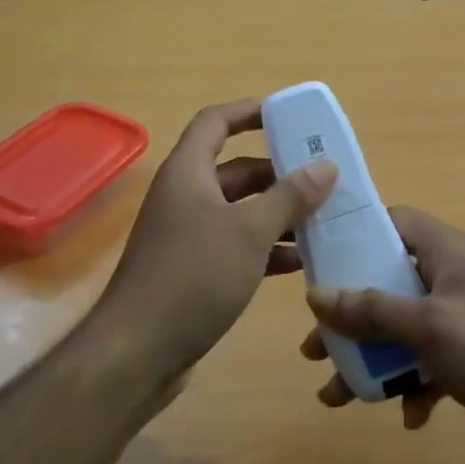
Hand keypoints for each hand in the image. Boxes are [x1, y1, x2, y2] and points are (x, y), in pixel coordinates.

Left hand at [99, 99, 335, 378]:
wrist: (138, 351)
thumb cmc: (193, 276)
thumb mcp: (249, 231)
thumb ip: (289, 196)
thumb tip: (326, 166)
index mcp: (188, 173)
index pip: (215, 123)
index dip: (249, 111)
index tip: (287, 115)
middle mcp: (185, 197)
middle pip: (235, 170)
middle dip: (278, 172)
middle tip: (322, 178)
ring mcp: (187, 236)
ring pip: (239, 211)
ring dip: (277, 214)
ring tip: (322, 219)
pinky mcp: (194, 271)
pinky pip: (236, 246)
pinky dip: (265, 248)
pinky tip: (300, 261)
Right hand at [302, 207, 464, 463]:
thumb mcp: (427, 327)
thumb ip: (371, 309)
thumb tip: (315, 294)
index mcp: (447, 252)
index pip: (393, 222)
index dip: (354, 235)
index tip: (317, 261)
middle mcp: (453, 277)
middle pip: (387, 283)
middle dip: (350, 318)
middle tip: (315, 346)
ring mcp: (464, 317)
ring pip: (402, 329)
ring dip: (372, 360)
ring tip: (337, 395)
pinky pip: (428, 361)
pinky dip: (412, 384)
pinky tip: (410, 416)